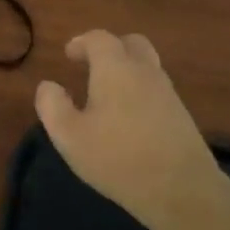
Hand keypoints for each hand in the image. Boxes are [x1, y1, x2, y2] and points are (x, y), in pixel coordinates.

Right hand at [34, 31, 223, 229]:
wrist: (181, 190)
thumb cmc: (117, 158)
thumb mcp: (69, 136)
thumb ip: (52, 106)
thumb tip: (48, 86)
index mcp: (116, 69)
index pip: (99, 39)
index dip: (81, 42)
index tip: (68, 54)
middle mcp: (145, 72)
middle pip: (131, 44)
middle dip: (110, 48)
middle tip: (90, 65)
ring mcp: (168, 93)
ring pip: (147, 66)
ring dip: (126, 70)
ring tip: (106, 93)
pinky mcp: (181, 115)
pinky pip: (156, 89)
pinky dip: (139, 90)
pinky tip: (127, 117)